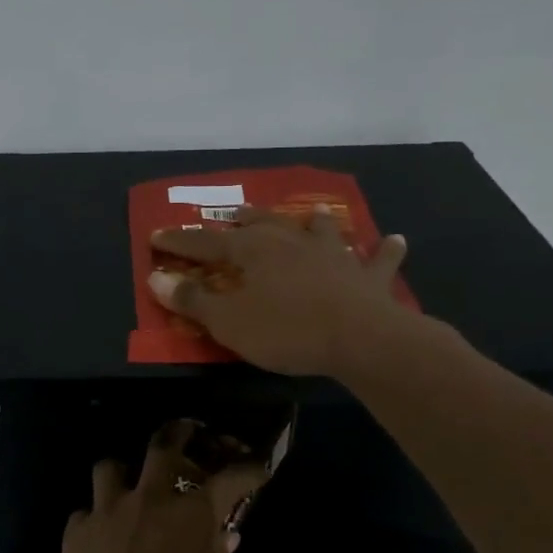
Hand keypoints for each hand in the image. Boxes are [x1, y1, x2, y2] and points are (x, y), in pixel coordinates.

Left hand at [48, 422, 269, 552]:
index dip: (248, 468)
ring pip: (112, 466)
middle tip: (188, 430)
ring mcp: (110, 507)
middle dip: (180, 432)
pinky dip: (95, 517)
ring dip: (123, 471)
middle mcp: (152, 498)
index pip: (231, 478)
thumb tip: (224, 537)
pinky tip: (98, 532)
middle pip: (165, 446)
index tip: (256, 465)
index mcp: (193, 515)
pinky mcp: (79, 526)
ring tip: (127, 481)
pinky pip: (86, 510)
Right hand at [148, 207, 410, 375]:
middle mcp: (292, 242)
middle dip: (244, 220)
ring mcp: (334, 255)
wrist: (360, 338)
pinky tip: (396, 240)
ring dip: (315, 222)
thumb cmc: (286, 330)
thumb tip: (156, 277)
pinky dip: (385, 250)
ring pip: (321, 230)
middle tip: (234, 215)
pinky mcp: (367, 277)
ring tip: (314, 214)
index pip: (206, 242)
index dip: (179, 241)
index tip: (157, 236)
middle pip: (263, 224)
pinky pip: (378, 260)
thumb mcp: (229, 321)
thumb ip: (193, 300)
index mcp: (253, 250)